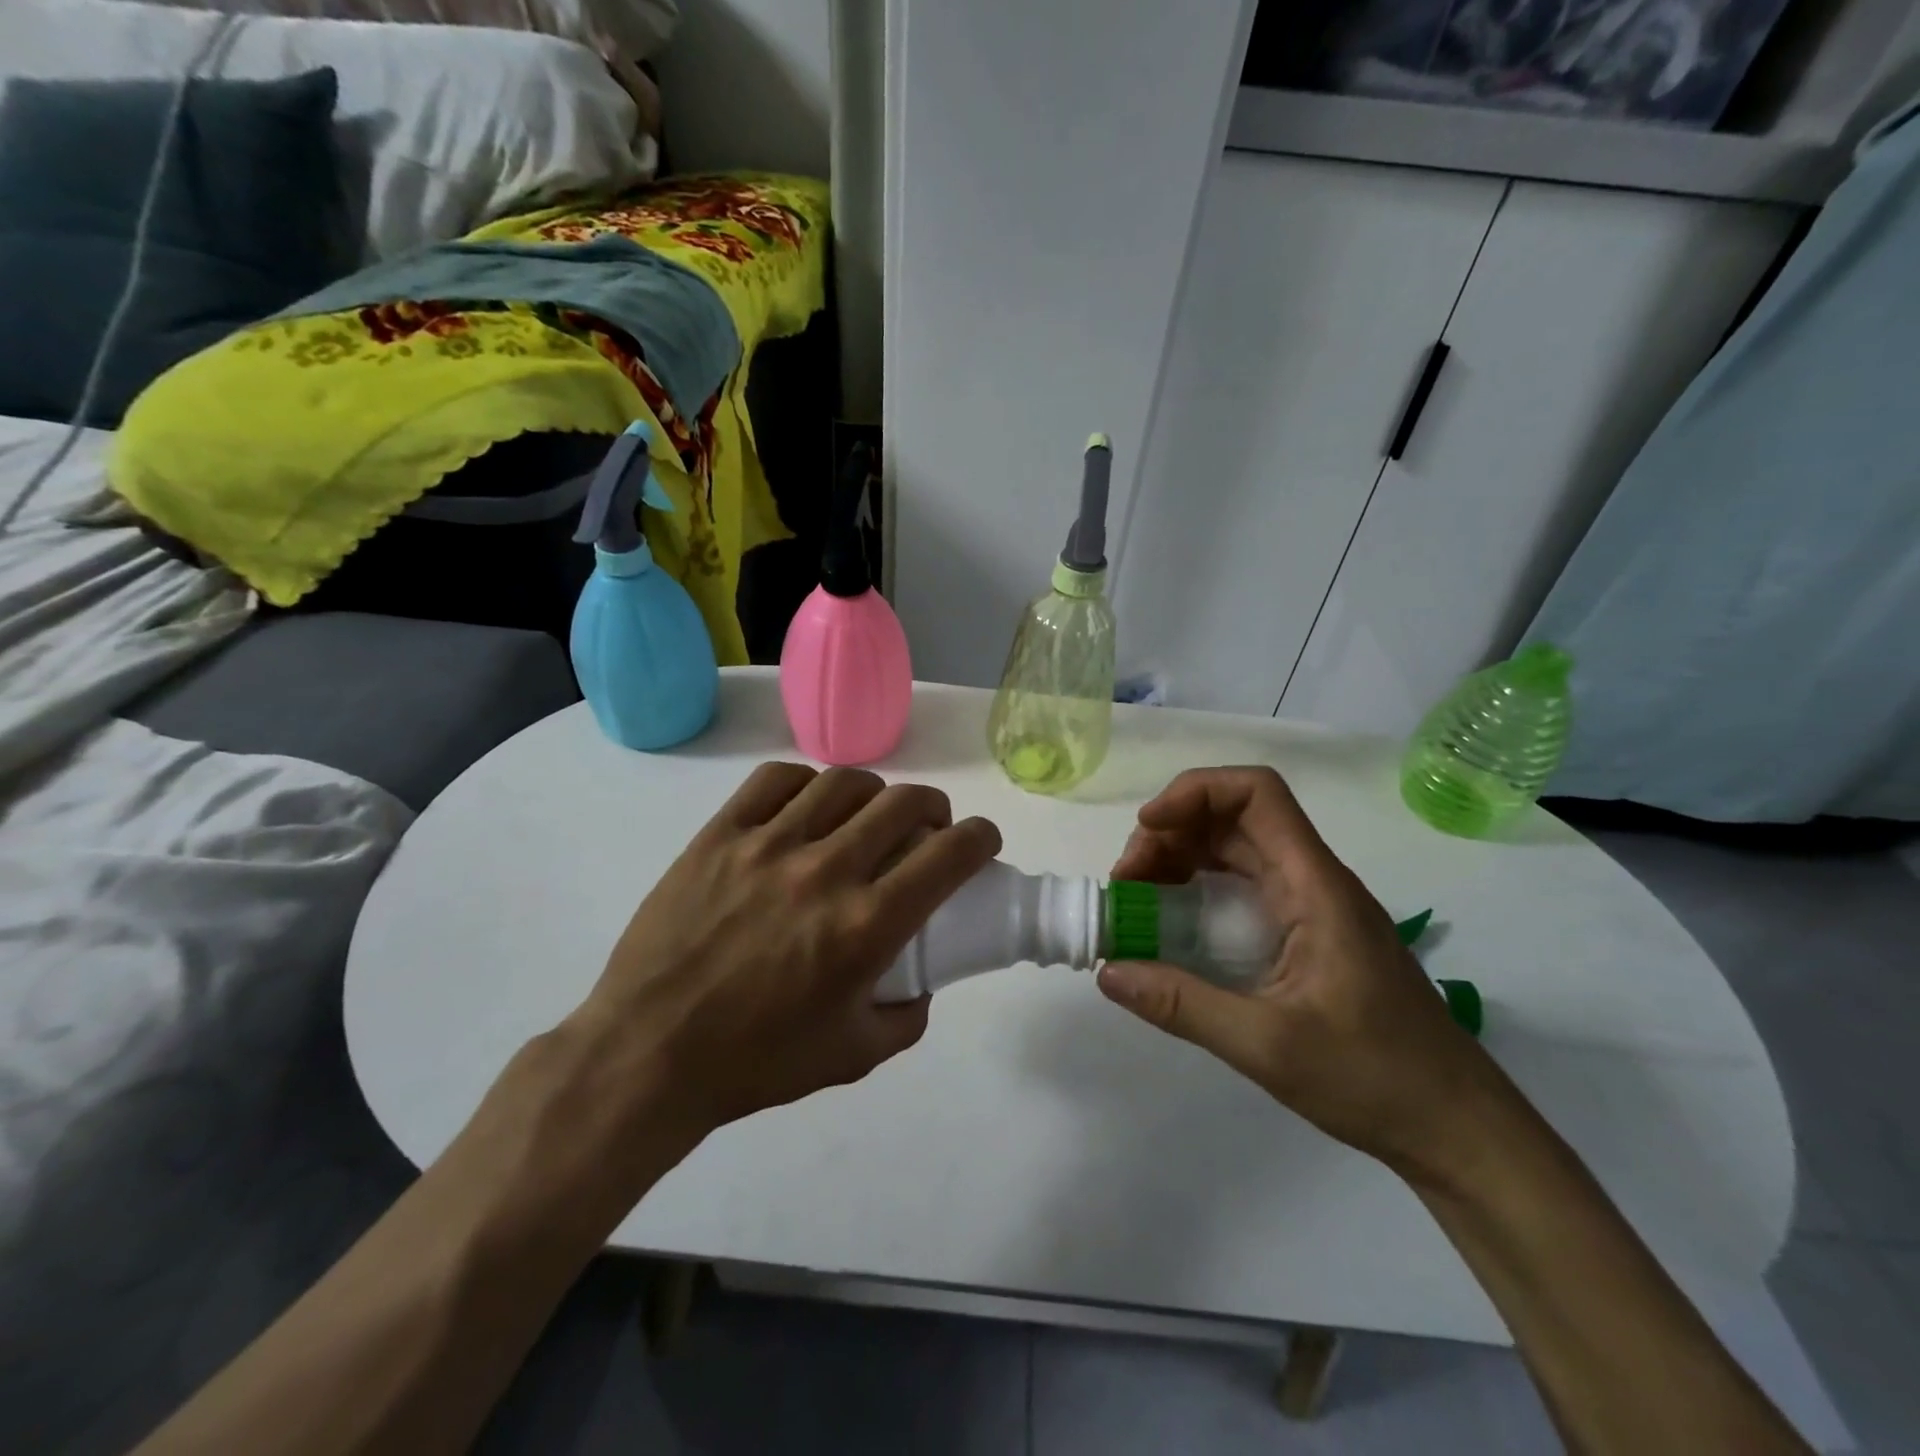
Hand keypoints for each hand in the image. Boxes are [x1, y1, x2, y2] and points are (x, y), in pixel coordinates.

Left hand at [562, 762, 1001, 1143]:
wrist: (647, 1054)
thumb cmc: (755, 1063)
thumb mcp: (853, 1056)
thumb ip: (907, 1017)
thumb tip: (922, 980)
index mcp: (865, 926)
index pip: (948, 856)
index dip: (980, 838)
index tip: (981, 841)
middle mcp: (824, 871)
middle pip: (902, 804)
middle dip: (934, 808)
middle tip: (928, 828)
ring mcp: (767, 844)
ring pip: (843, 783)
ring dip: (874, 794)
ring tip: (868, 816)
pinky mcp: (719, 835)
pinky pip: (775, 781)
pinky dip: (806, 785)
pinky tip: (806, 808)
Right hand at [1099, 766, 1501, 1174]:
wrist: (1457, 1128)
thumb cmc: (1375, 1078)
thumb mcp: (1268, 1045)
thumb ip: (1183, 1005)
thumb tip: (1107, 971)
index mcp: (1314, 886)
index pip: (1257, 794)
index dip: (1194, 792)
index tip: (1146, 830)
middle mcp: (1312, 881)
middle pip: (1234, 818)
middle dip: (1171, 833)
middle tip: (1128, 882)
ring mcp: (1311, 906)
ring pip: (1235, 850)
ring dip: (1180, 859)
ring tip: (1139, 899)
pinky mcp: (1306, 933)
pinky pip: (1242, 886)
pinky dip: (1198, 888)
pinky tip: (1173, 924)